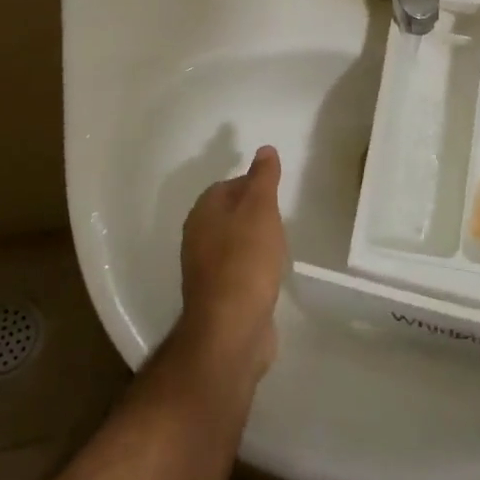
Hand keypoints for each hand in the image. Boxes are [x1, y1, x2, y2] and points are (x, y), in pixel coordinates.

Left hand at [177, 146, 287, 382]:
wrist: (233, 328)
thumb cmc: (246, 260)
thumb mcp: (261, 209)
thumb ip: (263, 178)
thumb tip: (264, 150)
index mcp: (203, 212)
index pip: (227, 185)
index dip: (252, 184)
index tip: (275, 190)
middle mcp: (198, 238)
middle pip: (228, 214)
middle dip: (253, 212)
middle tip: (281, 215)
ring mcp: (206, 270)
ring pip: (232, 243)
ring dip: (253, 240)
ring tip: (279, 242)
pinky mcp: (219, 296)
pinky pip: (238, 270)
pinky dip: (253, 266)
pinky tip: (270, 272)